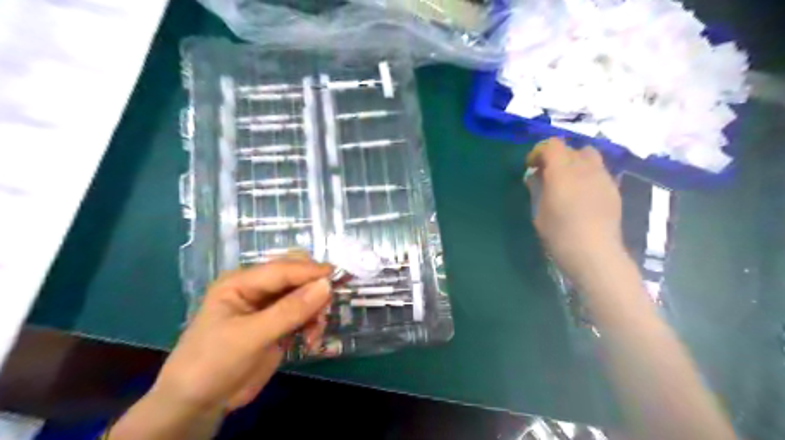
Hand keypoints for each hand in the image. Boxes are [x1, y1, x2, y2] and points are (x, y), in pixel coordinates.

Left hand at [149, 259, 329, 412]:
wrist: (199, 404)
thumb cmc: (213, 363)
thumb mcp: (251, 336)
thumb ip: (290, 311)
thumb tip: (326, 285)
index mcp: (242, 282)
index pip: (282, 269)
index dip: (309, 271)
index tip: (337, 276)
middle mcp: (258, 289)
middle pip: (296, 276)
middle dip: (314, 290)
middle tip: (324, 309)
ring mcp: (269, 307)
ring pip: (305, 295)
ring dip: (315, 311)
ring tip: (315, 333)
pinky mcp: (279, 324)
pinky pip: (305, 314)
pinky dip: (313, 324)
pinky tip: (311, 341)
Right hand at [527, 138, 625, 282]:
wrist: (594, 253)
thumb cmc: (559, 234)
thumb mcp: (539, 211)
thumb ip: (537, 188)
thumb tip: (535, 176)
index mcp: (562, 171)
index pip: (552, 145)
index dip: (539, 151)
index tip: (531, 166)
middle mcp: (585, 168)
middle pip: (570, 149)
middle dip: (556, 157)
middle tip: (547, 174)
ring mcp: (603, 177)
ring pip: (589, 156)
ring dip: (574, 162)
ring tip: (567, 181)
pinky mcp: (613, 189)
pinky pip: (599, 171)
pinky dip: (587, 174)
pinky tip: (582, 194)